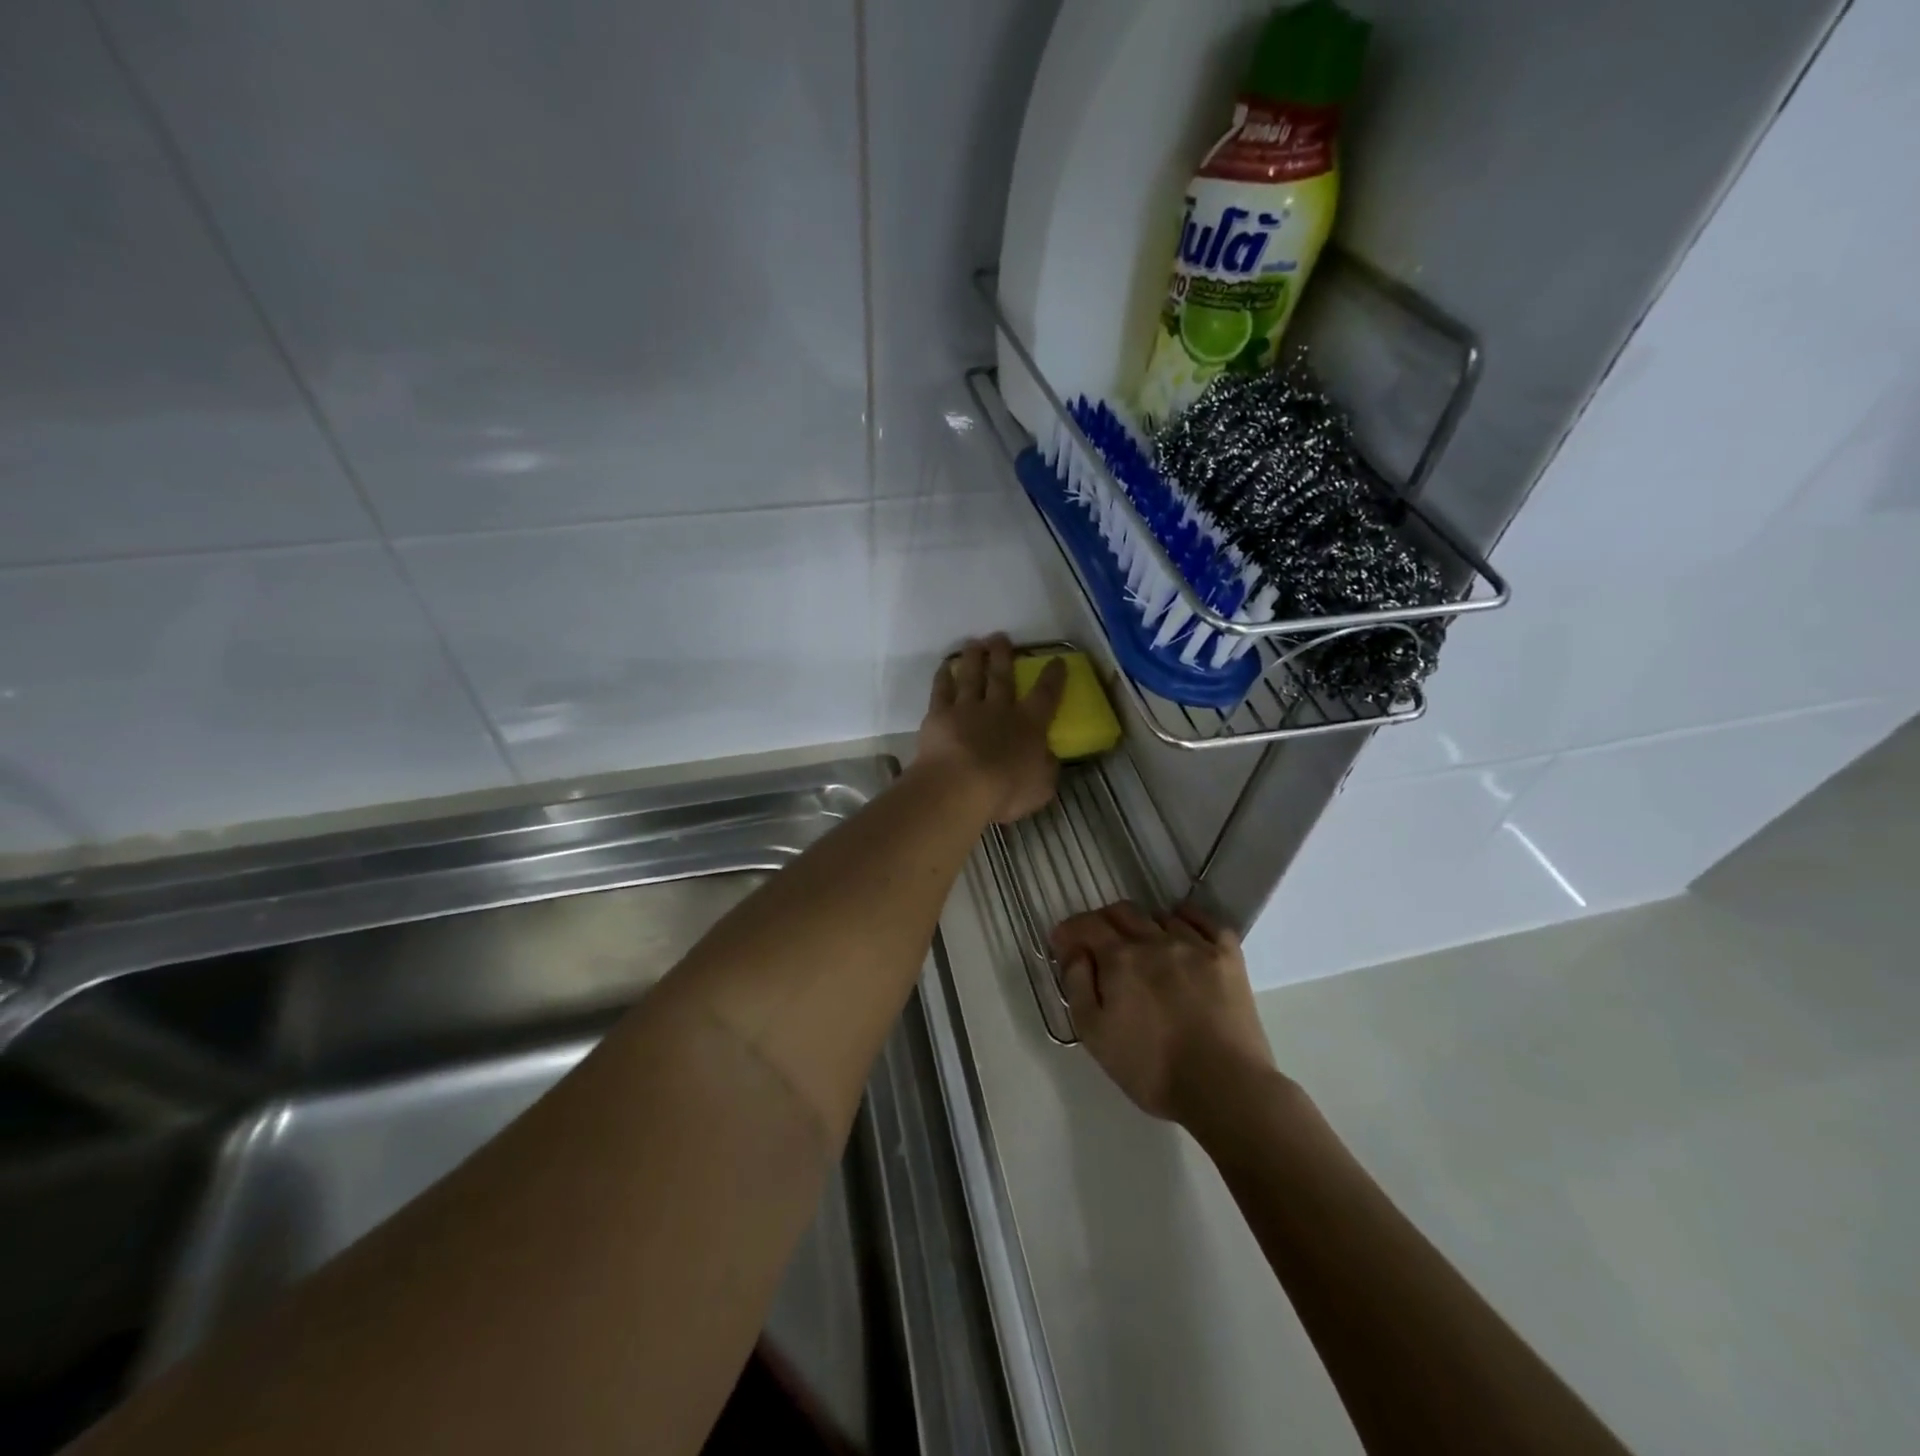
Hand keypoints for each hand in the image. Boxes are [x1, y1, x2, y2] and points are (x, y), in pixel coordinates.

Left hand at [916, 635, 1066, 824]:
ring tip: (975, 642)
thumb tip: (1047, 757)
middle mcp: (999, 709)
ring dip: (974, 658)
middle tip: (1001, 637)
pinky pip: (941, 690)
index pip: (1045, 695)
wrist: (959, 787)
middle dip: (1003, 655)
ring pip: (972, 676)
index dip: (1053, 677)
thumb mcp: (1041, 786)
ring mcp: (967, 709)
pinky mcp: (939, 715)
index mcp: (1029, 725)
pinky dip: (943, 677)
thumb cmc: (1005, 791)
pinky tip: (945, 667)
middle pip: (1002, 676)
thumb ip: (1046, 768)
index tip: (1057, 660)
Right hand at [1053, 901, 1277, 1123]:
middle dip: (1103, 922)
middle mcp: (1155, 940)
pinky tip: (1183, 928)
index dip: (1070, 930)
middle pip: (1122, 912)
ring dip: (1143, 926)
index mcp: (1120, 959)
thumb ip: (1077, 986)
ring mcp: (1195, 945)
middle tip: (1099, 945)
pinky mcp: (1228, 956)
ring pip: (1160, 916)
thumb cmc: (1151, 1068)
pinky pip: (1205, 921)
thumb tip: (1075, 951)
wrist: (1224, 1088)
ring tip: (1143, 948)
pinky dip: (1188, 918)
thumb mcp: (1095, 1035)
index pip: (1087, 925)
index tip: (1063, 942)